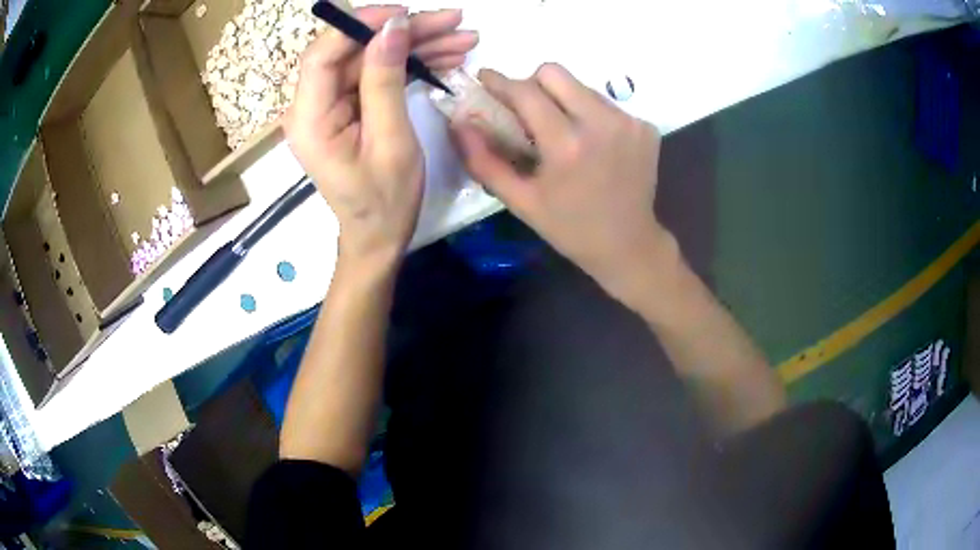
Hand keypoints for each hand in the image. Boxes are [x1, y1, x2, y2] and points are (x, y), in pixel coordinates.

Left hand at [286, 6, 477, 267]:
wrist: (379, 235)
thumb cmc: (384, 200)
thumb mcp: (390, 140)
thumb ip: (385, 80)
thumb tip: (392, 28)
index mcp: (309, 119)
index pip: (323, 54)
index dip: (360, 25)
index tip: (406, 14)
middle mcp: (312, 106)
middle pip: (353, 51)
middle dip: (404, 32)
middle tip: (454, 21)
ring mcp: (331, 105)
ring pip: (371, 58)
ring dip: (416, 45)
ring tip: (463, 37)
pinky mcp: (349, 108)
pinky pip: (378, 75)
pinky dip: (411, 64)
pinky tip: (447, 56)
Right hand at [452, 64, 671, 301]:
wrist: (629, 245)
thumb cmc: (569, 227)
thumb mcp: (520, 201)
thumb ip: (483, 161)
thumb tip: (460, 122)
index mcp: (567, 145)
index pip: (526, 91)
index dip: (500, 81)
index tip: (485, 78)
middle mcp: (602, 123)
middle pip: (554, 73)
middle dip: (532, 84)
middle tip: (527, 109)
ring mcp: (629, 122)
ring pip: (581, 86)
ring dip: (563, 100)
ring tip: (562, 132)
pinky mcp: (646, 127)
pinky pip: (606, 104)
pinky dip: (590, 114)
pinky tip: (592, 144)